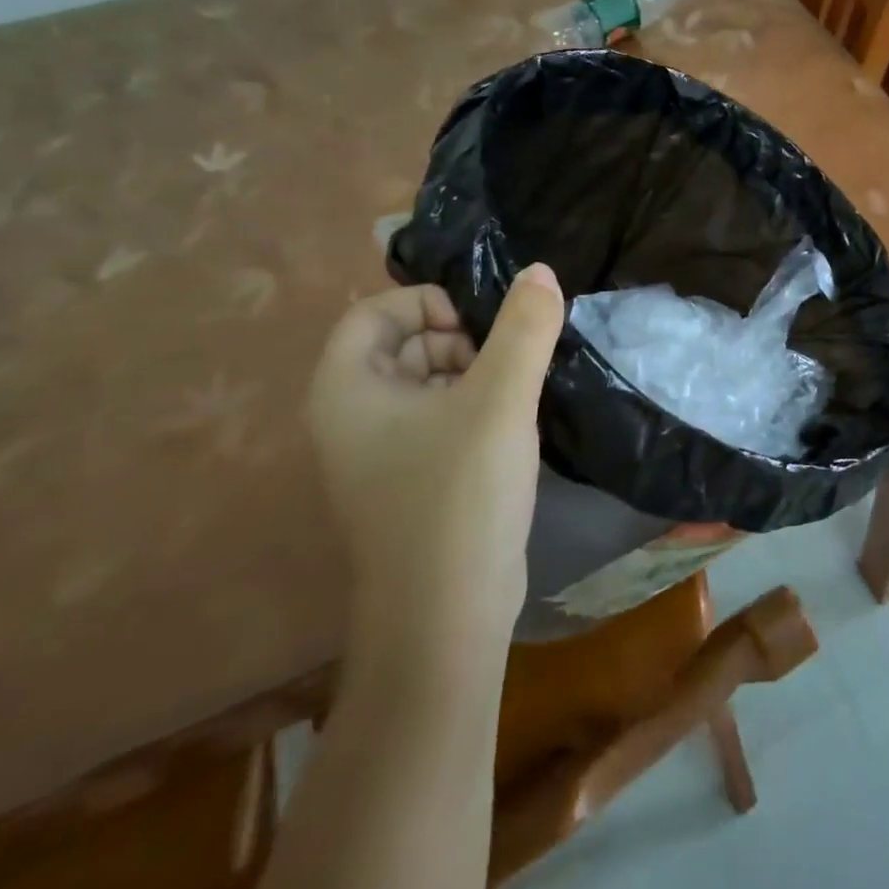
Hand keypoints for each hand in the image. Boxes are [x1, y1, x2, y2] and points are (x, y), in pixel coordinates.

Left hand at [306, 265, 564, 656]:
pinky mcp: (411, 479)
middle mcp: (351, 416)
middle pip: (403, 341)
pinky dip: (475, 406)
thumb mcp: (500, 399)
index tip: (481, 326)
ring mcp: (379, 453)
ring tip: (516, 394)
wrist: (447, 618)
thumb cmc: (459, 495)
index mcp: (346, 388)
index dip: (430, 303)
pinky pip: (439, 417)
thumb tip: (541, 270)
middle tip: (506, 364)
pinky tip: (512, 425)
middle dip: (460, 339)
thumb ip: (525, 327)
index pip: (376, 311)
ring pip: (428, 380)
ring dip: (476, 373)